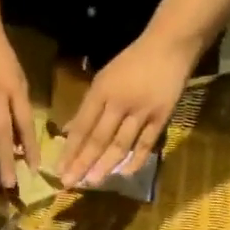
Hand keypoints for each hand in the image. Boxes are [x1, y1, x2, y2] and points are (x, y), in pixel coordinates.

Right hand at [0, 18, 38, 189]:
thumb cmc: (0, 54)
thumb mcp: (18, 77)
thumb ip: (19, 107)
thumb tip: (18, 142)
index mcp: (15, 89)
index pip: (25, 123)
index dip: (29, 147)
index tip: (32, 171)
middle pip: (1, 130)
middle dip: (5, 159)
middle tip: (8, 185)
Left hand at [60, 34, 196, 188]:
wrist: (170, 46)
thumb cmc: (132, 62)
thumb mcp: (104, 78)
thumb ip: (88, 107)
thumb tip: (69, 131)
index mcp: (101, 91)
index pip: (82, 126)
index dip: (70, 149)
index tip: (59, 169)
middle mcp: (119, 103)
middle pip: (98, 138)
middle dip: (82, 163)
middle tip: (70, 183)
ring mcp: (142, 111)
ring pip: (120, 144)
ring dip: (105, 165)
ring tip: (92, 182)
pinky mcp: (161, 117)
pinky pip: (146, 143)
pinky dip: (136, 160)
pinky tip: (125, 174)